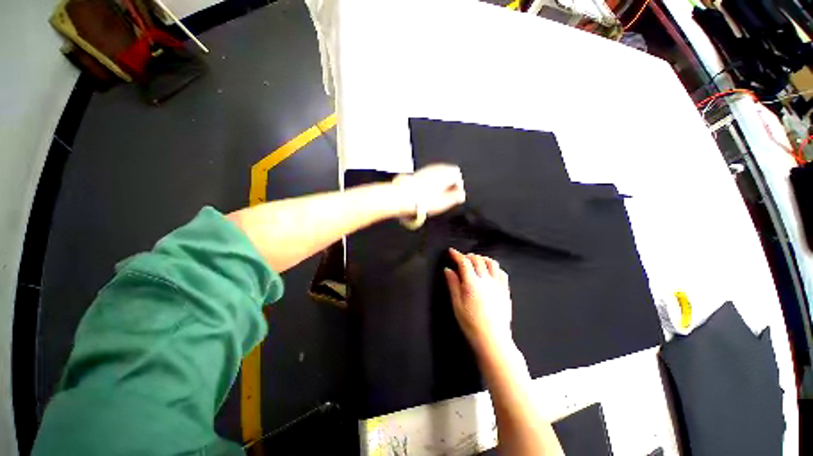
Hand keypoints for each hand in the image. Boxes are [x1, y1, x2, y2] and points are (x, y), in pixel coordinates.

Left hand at [392, 164, 465, 216]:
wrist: (402, 197)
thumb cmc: (421, 200)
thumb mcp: (444, 202)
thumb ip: (456, 197)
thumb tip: (461, 195)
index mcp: (445, 173)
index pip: (457, 174)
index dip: (458, 186)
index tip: (455, 195)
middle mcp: (435, 168)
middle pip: (448, 172)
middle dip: (449, 183)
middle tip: (447, 195)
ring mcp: (425, 169)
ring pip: (438, 173)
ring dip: (440, 183)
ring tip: (436, 196)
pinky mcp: (417, 173)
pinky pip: (429, 175)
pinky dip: (431, 183)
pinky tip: (427, 193)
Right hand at [444, 248, 513, 355]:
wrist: (493, 339)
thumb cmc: (471, 324)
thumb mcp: (457, 305)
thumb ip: (453, 284)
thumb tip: (448, 270)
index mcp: (472, 284)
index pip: (464, 262)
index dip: (457, 255)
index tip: (451, 251)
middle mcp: (486, 280)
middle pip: (478, 260)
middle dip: (468, 256)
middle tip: (461, 258)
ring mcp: (498, 284)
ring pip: (491, 263)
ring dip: (482, 258)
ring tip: (475, 262)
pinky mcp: (505, 290)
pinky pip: (502, 272)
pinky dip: (494, 267)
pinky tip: (490, 271)